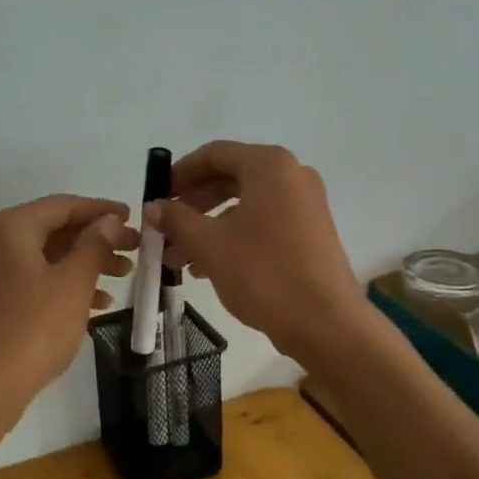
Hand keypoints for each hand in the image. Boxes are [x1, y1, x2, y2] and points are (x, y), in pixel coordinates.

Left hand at [0, 195, 138, 407]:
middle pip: (55, 229)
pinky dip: (67, 285)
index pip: (63, 205)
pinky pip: (38, 280)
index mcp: (11, 227)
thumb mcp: (73, 282)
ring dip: (86, 262)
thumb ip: (95, 245)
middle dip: (97, 238)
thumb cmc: (33, 327)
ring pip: (49, 256)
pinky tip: (98, 303)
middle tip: (135, 249)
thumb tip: (109, 220)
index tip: (133, 216)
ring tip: (124, 276)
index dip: (101, 209)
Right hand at [149, 142, 365, 361]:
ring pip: (244, 205)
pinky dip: (233, 237)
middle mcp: (291, 176)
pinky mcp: (310, 232)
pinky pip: (263, 222)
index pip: (214, 154)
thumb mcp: (209, 244)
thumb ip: (176, 219)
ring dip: (208, 225)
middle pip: (229, 178)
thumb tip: (153, 206)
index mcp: (269, 166)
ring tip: (178, 258)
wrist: (326, 324)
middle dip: (192, 204)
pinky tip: (207, 267)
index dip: (180, 172)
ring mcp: (305, 205)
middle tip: (165, 228)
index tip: (157, 195)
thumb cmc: (263, 274)